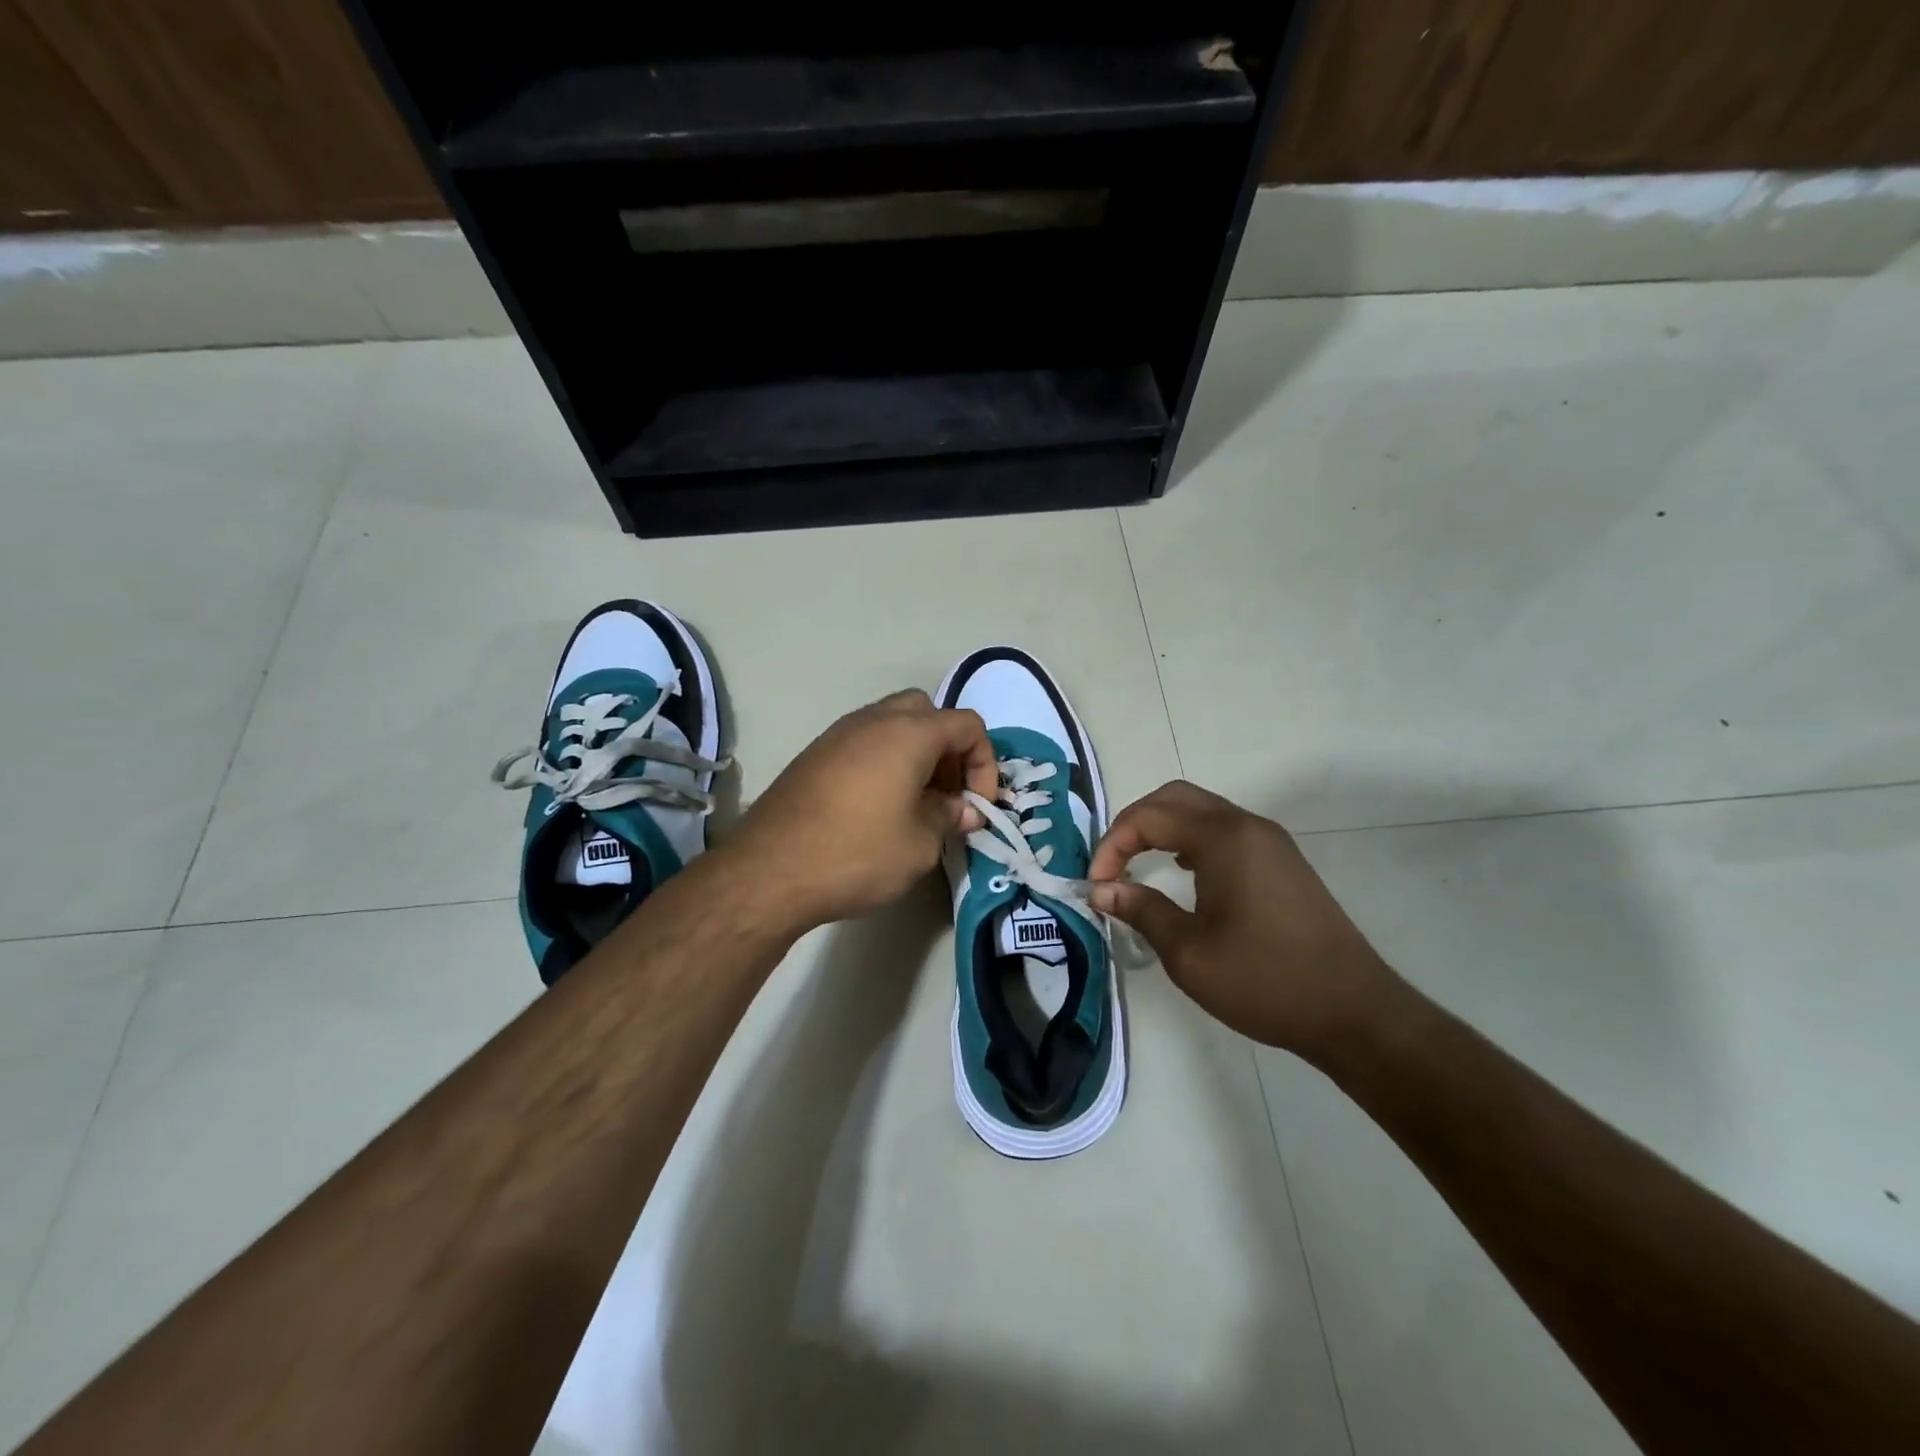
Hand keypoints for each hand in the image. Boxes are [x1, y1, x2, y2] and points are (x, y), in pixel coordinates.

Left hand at [724, 690, 997, 929]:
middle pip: (927, 713)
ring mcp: (839, 733)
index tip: (977, 805)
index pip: (967, 725)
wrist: (769, 870)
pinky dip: (884, 761)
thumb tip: (962, 809)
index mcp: (910, 733)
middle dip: (948, 749)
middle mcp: (874, 720)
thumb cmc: (857, 853)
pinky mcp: (815, 753)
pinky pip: (864, 742)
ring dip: (915, 753)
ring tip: (916, 802)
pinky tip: (878, 805)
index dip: (984, 764)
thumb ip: (949, 817)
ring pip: (892, 723)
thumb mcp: (920, 844)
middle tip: (946, 793)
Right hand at [1087, 781, 1399, 1057]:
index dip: (1113, 845)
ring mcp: (1270, 842)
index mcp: (1224, 839)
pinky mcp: (1282, 862)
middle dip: (1134, 823)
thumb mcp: (1189, 953)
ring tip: (1136, 865)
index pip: (1150, 817)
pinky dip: (1190, 839)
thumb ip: (1141, 910)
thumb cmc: (1265, 981)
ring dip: (1162, 828)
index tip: (1096, 884)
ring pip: (1202, 811)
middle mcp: (1248, 827)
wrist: (1353, 1013)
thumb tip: (1100, 890)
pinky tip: (1180, 871)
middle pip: (1176, 798)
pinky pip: (1224, 831)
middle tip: (1110, 863)